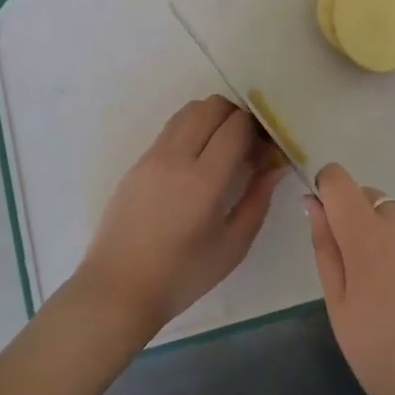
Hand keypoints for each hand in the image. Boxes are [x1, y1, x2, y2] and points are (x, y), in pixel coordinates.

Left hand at [70, 96, 286, 338]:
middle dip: (236, 116)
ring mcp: (152, 157)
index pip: (237, 126)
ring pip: (187, 111)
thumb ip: (258, 199)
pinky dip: (190, 130)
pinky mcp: (136, 163)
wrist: (119, 288)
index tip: (265, 149)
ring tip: (221, 148)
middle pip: (211, 106)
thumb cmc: (182, 275)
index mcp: (204, 180)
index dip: (258, 129)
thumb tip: (275, 166)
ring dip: (211, 118)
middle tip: (246, 144)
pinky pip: (169, 129)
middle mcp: (176, 158)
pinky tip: (195, 161)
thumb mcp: (233, 245)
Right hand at [306, 164, 394, 394]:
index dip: (329, 192)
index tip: (331, 225)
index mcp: (366, 234)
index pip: (339, 180)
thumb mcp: (339, 308)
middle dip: (363, 224)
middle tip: (368, 279)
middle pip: (373, 200)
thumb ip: (326, 247)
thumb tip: (315, 203)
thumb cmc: (384, 357)